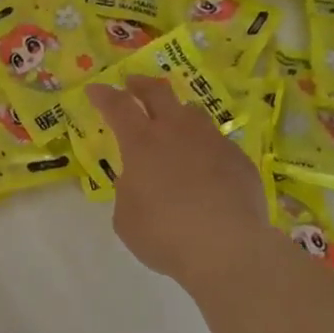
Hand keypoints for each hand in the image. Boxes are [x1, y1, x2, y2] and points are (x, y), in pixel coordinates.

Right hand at [85, 74, 269, 297]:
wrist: (228, 248)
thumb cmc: (165, 234)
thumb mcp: (127, 218)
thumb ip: (128, 191)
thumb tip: (138, 181)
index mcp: (142, 143)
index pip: (118, 106)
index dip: (104, 95)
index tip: (95, 89)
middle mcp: (177, 131)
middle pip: (159, 92)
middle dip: (142, 84)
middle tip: (133, 84)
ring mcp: (212, 142)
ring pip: (193, 113)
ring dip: (177, 112)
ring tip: (173, 122)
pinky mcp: (239, 159)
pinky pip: (216, 143)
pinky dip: (204, 148)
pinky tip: (205, 168)